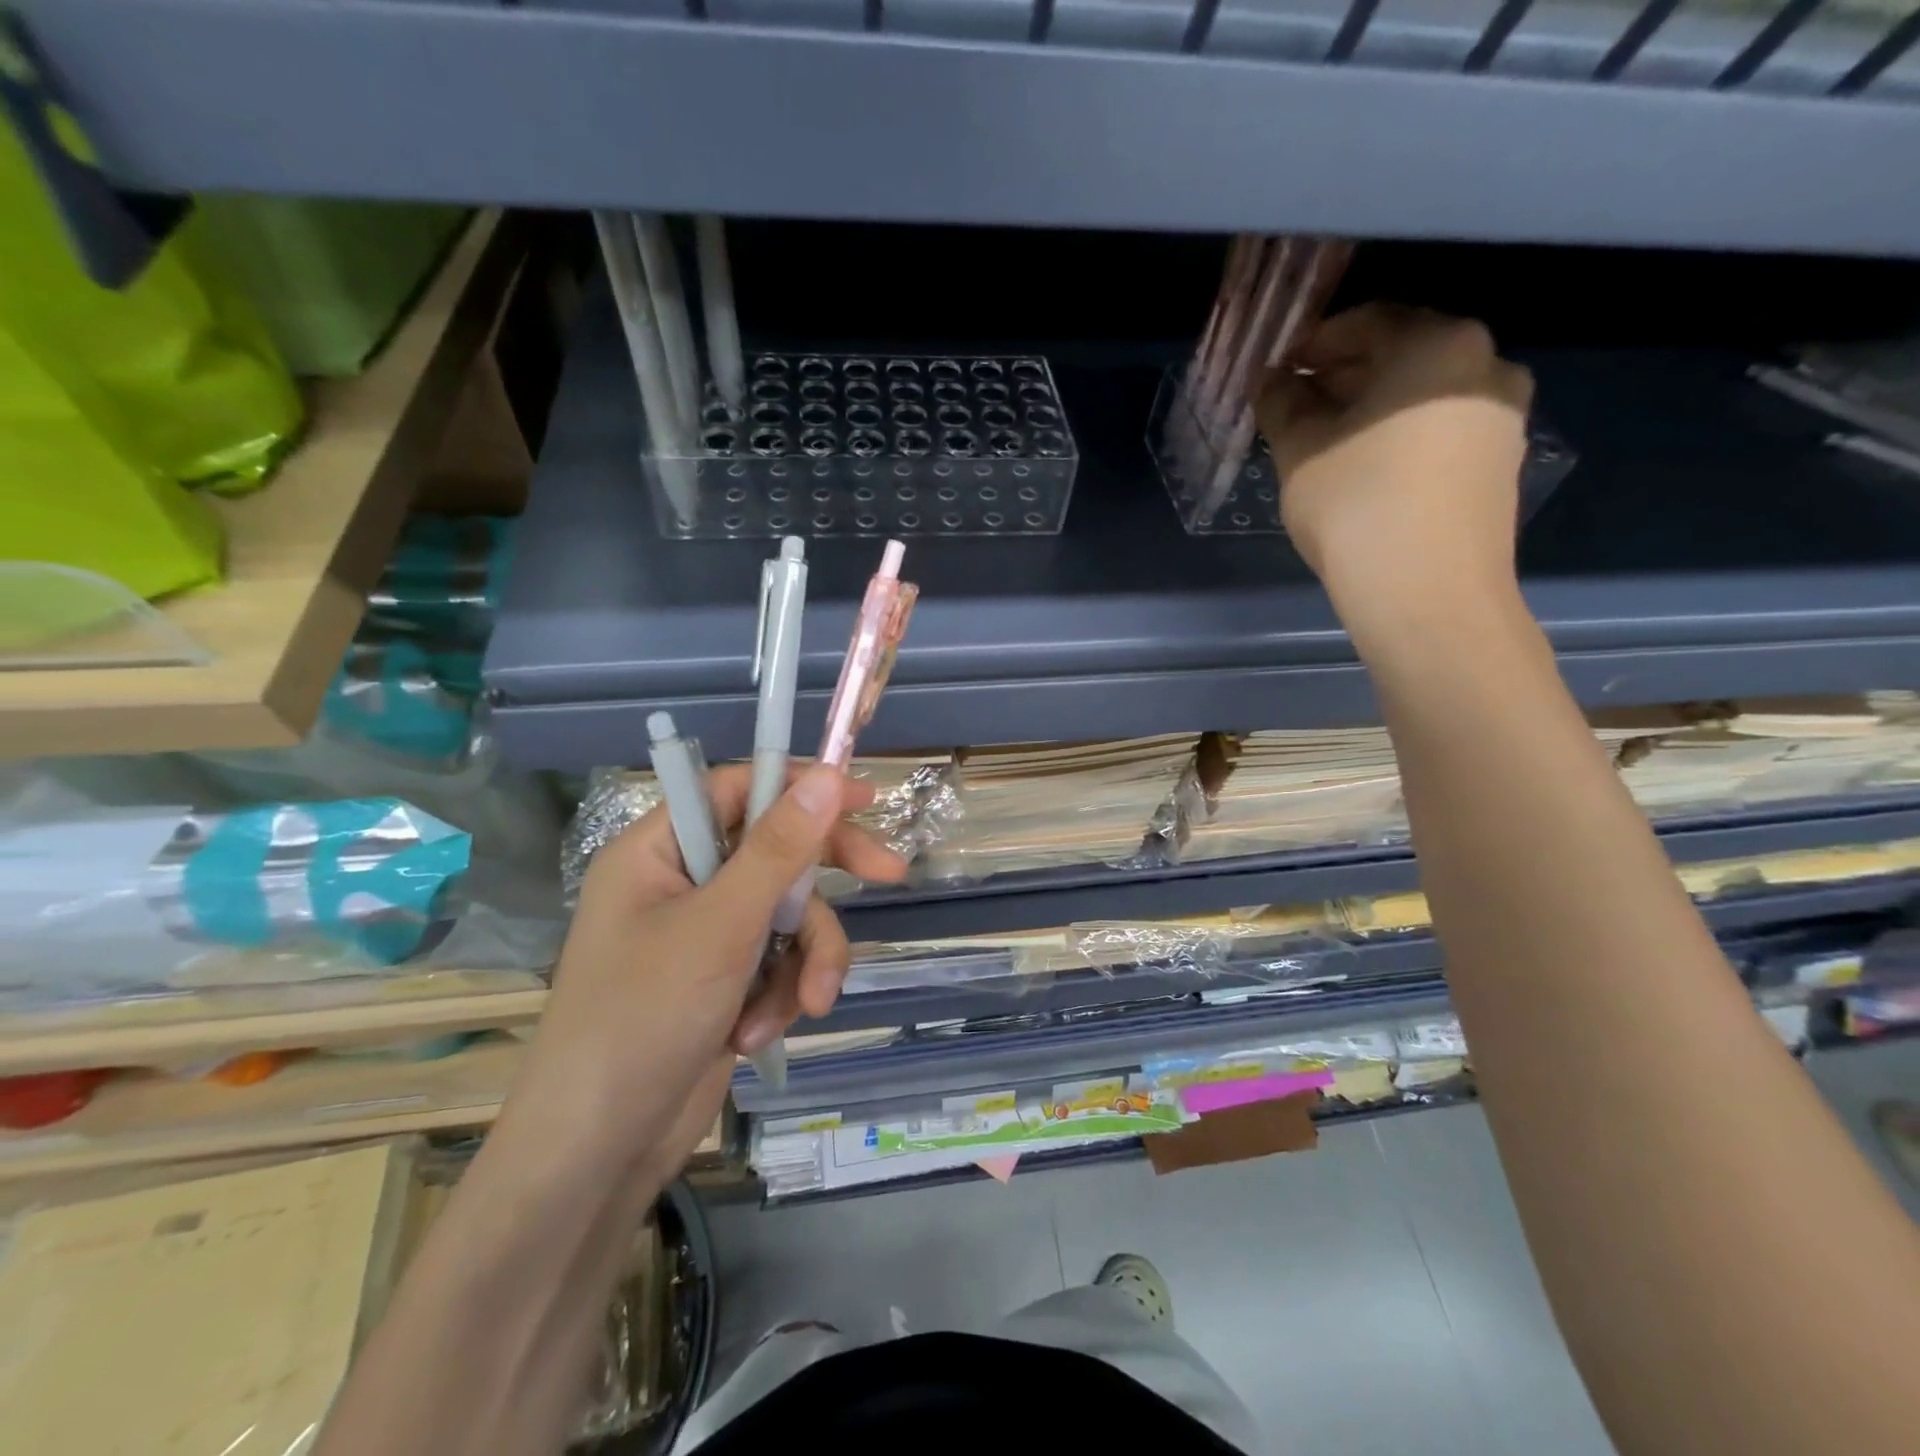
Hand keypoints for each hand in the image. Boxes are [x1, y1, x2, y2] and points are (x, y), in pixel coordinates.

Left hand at [498, 764, 904, 1185]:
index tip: (863, 800)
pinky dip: (782, 994)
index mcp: (660, 851)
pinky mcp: (724, 982)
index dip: (801, 787)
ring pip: (788, 917)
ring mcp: (705, 936)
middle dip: (825, 881)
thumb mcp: (722, 925)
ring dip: (806, 960)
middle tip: (891, 875)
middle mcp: (682, 883)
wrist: (599, 1152)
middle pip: (775, 853)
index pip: (739, 790)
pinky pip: (779, 962)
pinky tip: (759, 1032)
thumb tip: (825, 773)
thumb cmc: (644, 1018)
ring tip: (807, 1004)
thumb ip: (779, 848)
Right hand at [1258, 304, 1532, 631]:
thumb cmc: (1357, 508)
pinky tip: (1363, 468)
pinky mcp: (1500, 464)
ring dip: (1371, 408)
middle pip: (1402, 355)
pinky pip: (1441, 430)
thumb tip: (1272, 383)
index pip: (1367, 321)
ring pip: (1423, 396)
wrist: (1427, 594)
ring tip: (1324, 442)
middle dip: (1343, 376)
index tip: (1278, 372)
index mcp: (1438, 345)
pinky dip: (1400, 435)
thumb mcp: (1300, 452)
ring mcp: (1502, 417)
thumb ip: (1282, 405)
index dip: (1314, 344)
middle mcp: (1486, 365)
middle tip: (1295, 407)